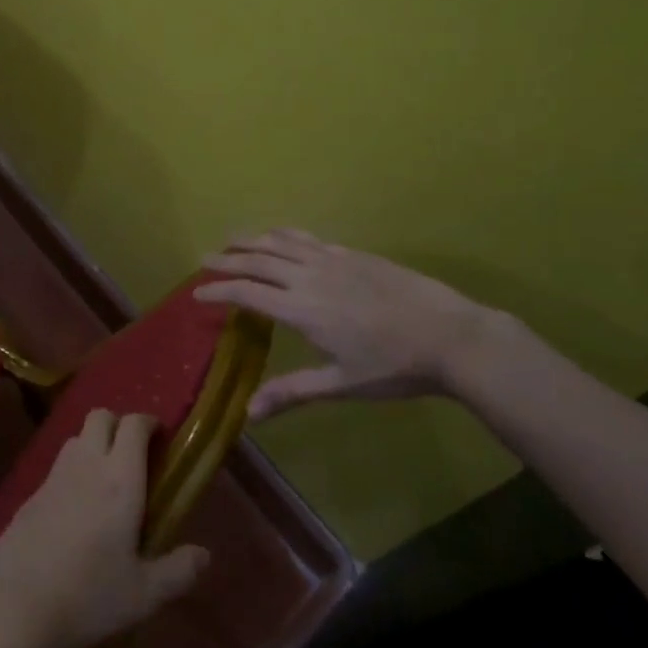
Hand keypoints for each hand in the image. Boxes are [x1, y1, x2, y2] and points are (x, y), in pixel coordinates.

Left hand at [0, 410, 208, 647]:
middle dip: (119, 424)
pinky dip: (72, 471)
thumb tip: (204, 555)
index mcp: (120, 479)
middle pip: (100, 416)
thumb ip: (178, 570)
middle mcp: (86, 465)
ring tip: (107, 479)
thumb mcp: (144, 594)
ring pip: (76, 438)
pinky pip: (57, 467)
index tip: (160, 437)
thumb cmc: (89, 597)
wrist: (16, 609)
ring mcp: (54, 476)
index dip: (148, 422)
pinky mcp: (30, 494)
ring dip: (94, 444)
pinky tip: (76, 508)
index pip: (133, 425)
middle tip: (134, 454)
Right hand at [196, 229, 524, 418]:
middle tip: (204, 260)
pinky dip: (284, 235)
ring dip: (252, 240)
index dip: (218, 291)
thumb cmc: (394, 367)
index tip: (196, 293)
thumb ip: (293, 392)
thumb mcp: (341, 384)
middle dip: (227, 259)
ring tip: (231, 240)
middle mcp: (309, 277)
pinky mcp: (352, 254)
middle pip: (258, 260)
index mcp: (302, 310)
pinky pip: (307, 239)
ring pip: (281, 243)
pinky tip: (280, 236)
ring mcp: (332, 260)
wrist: (450, 335)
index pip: (247, 293)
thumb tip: (248, 413)